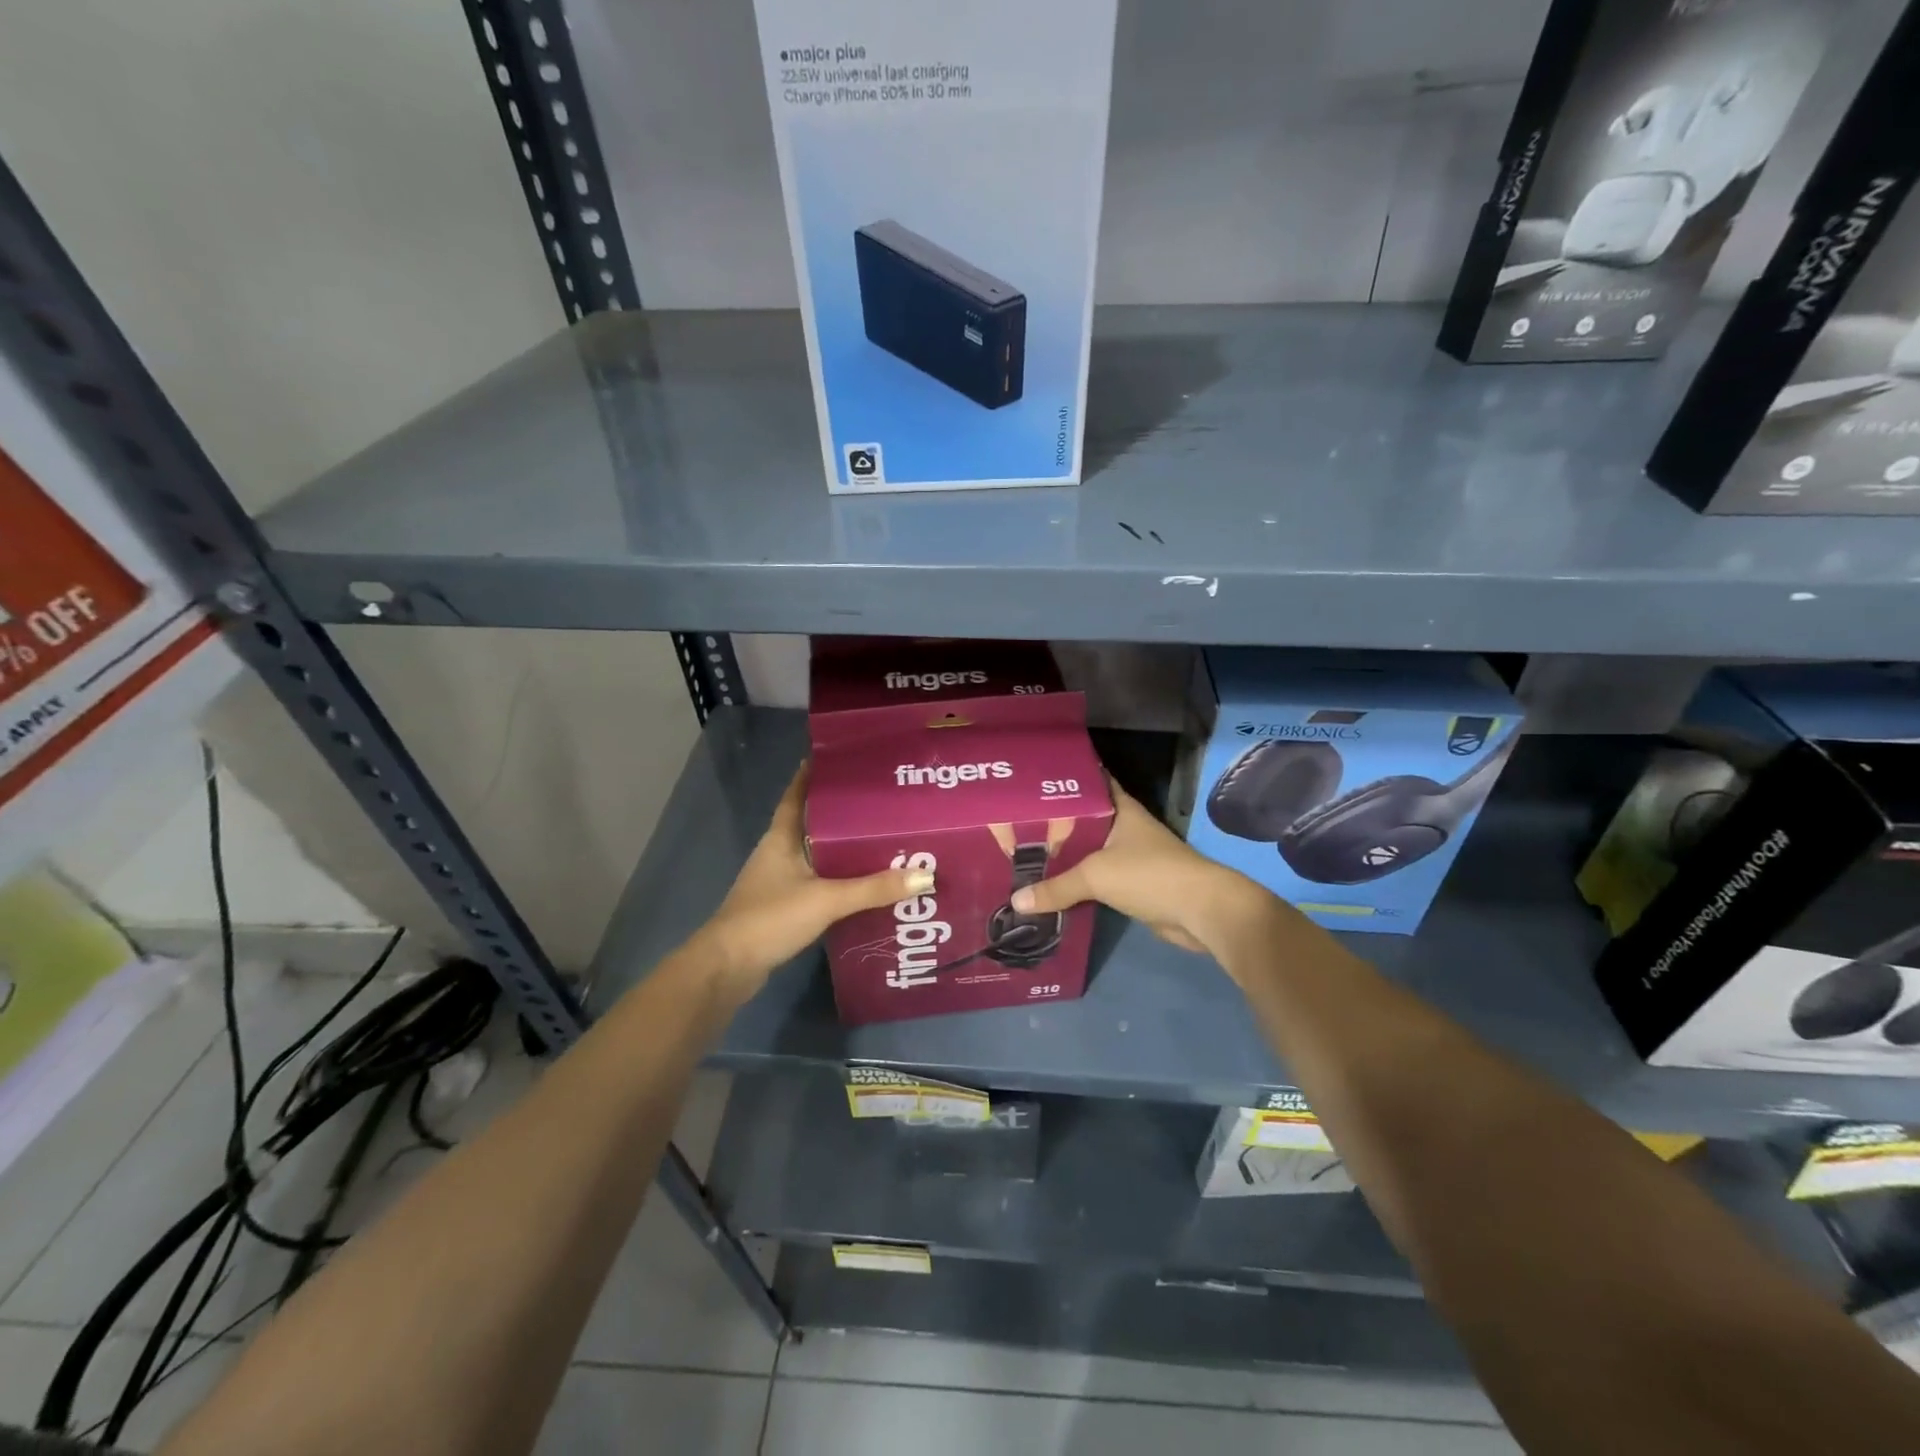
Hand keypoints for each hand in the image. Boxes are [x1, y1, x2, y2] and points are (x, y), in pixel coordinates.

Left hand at [699, 766, 932, 999]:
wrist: (727, 968)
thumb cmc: (771, 918)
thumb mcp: (827, 899)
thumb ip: (874, 888)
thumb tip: (925, 875)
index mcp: (781, 838)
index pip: (796, 796)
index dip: (812, 775)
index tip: (839, 759)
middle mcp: (778, 853)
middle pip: (812, 824)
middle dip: (842, 814)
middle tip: (880, 802)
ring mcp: (778, 881)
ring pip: (816, 855)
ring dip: (842, 849)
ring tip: (880, 840)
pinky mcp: (783, 907)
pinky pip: (817, 883)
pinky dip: (838, 880)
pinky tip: (863, 885)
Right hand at [1009, 780, 1277, 964]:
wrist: (1200, 911)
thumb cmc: (1149, 874)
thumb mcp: (1095, 875)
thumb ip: (1056, 886)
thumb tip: (1016, 902)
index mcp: (1120, 809)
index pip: (1090, 782)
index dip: (1064, 780)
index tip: (1033, 779)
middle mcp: (1125, 827)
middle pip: (1084, 820)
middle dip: (1054, 823)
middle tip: (1015, 822)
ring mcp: (1130, 856)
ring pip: (1089, 851)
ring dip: (1064, 856)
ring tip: (1024, 853)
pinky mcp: (1132, 884)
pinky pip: (1096, 878)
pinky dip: (1076, 882)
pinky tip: (1050, 885)